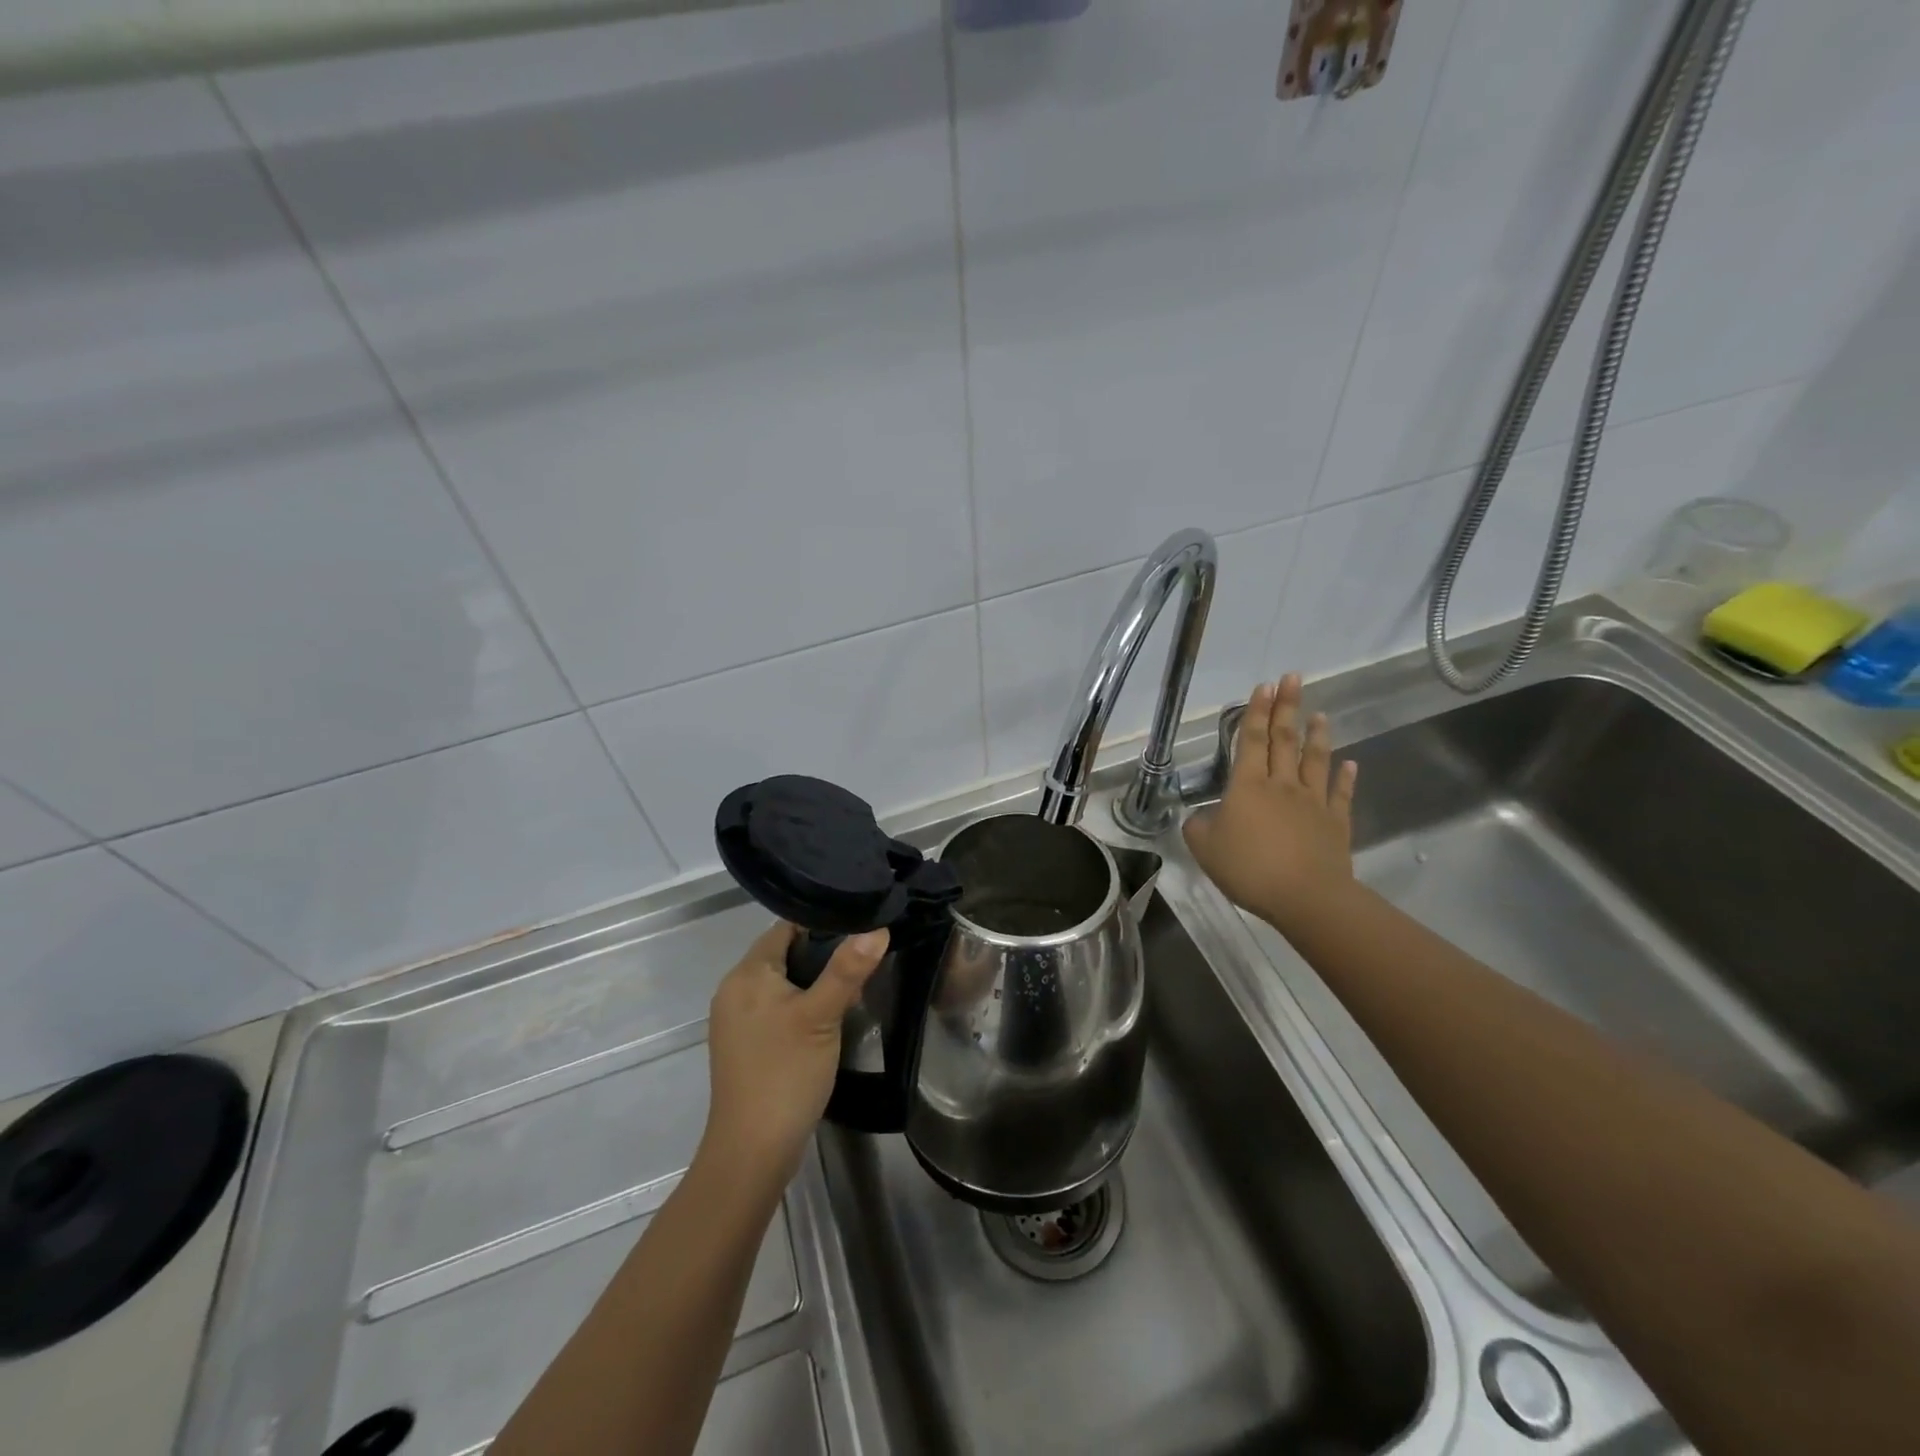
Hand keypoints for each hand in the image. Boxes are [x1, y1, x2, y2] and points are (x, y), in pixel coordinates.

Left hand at [700, 922, 889, 1192]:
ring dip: (815, 982)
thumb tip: (877, 927)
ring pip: (782, 982)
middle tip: (864, 961)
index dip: (823, 923)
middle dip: (823, 955)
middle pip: (784, 953)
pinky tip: (829, 1018)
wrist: (752, 1151)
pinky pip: (776, 1007)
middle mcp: (734, 989)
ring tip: (853, 989)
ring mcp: (737, 1019)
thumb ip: (848, 969)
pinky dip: (802, 1005)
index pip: (786, 927)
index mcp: (747, 974)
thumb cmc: (785, 1073)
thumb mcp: (822, 1016)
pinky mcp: (745, 1044)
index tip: (861, 925)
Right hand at [1183, 674, 1357, 929]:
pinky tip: (1350, 764)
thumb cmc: (1248, 868)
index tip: (1264, 686)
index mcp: (1247, 786)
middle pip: (1284, 740)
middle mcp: (1282, 784)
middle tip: (1292, 679)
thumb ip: (1198, 826)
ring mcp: (1312, 802)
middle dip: (1286, 708)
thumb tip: (1201, 817)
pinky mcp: (1335, 823)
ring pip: (1315, 761)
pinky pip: (1340, 794)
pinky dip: (1345, 777)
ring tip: (1319, 714)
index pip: (1252, 740)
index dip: (1257, 712)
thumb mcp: (1204, 847)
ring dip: (1317, 735)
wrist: (1305, 896)